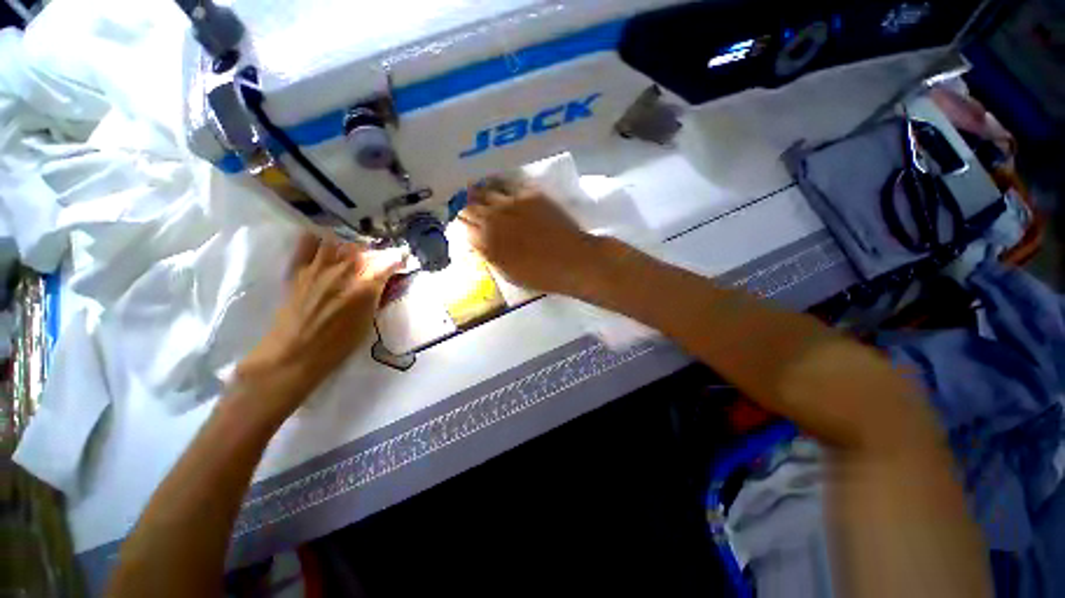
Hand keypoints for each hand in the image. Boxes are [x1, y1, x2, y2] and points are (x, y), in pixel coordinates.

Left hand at [236, 233, 403, 413]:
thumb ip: (376, 296)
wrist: (294, 355)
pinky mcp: (298, 271)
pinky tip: (323, 249)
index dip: (397, 259)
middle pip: (363, 250)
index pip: (388, 262)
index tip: (401, 261)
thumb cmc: (338, 345)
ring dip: (347, 247)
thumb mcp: (368, 322)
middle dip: (373, 254)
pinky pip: (306, 244)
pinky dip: (317, 242)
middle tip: (376, 264)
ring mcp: (318, 268)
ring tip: (349, 257)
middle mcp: (343, 271)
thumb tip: (382, 282)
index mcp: (365, 287)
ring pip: (337, 242)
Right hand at [459, 181, 601, 294]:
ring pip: (486, 191)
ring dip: (482, 195)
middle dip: (468, 207)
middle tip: (472, 209)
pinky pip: (508, 185)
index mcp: (486, 241)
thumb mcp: (508, 273)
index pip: (462, 224)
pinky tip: (504, 192)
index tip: (465, 224)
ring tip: (484, 196)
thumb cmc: (540, 275)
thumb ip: (489, 255)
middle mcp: (493, 218)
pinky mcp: (530, 194)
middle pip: (470, 205)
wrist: (572, 261)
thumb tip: (477, 241)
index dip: (463, 224)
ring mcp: (511, 203)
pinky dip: (502, 189)